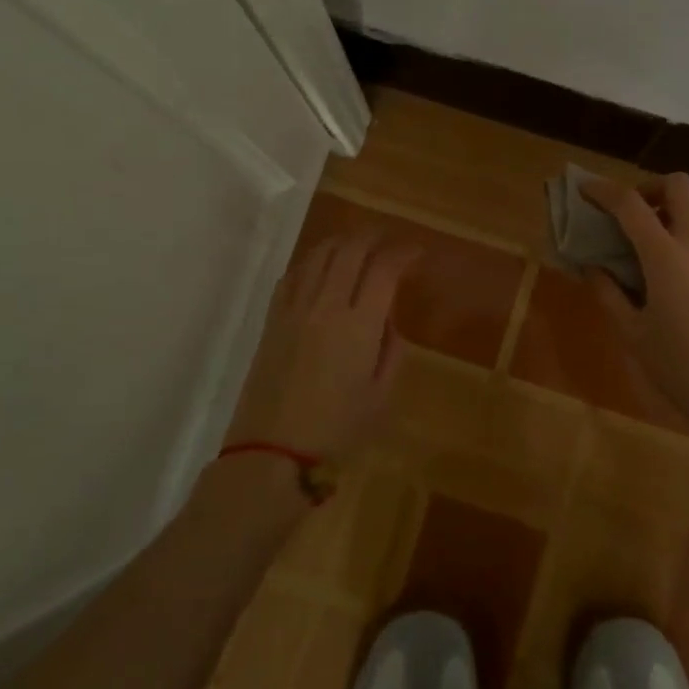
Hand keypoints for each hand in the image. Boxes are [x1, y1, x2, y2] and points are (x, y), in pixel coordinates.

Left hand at [228, 232, 420, 461]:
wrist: (272, 451)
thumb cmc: (336, 429)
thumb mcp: (381, 395)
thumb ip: (391, 350)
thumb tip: (386, 320)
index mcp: (359, 325)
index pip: (384, 269)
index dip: (404, 253)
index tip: (416, 253)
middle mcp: (326, 305)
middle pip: (350, 250)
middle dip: (374, 237)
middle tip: (389, 240)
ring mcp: (294, 308)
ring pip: (319, 254)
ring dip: (342, 242)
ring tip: (357, 246)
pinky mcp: (272, 318)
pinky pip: (293, 274)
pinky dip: (312, 261)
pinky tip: (321, 268)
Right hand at [581, 173, 688, 482]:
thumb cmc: (682, 368)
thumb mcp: (634, 334)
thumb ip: (609, 294)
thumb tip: (591, 267)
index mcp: (666, 256)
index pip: (631, 204)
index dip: (603, 190)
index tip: (584, 189)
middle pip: (679, 185)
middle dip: (649, 187)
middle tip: (630, 212)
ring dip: (677, 201)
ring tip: (656, 230)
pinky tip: (679, 257)